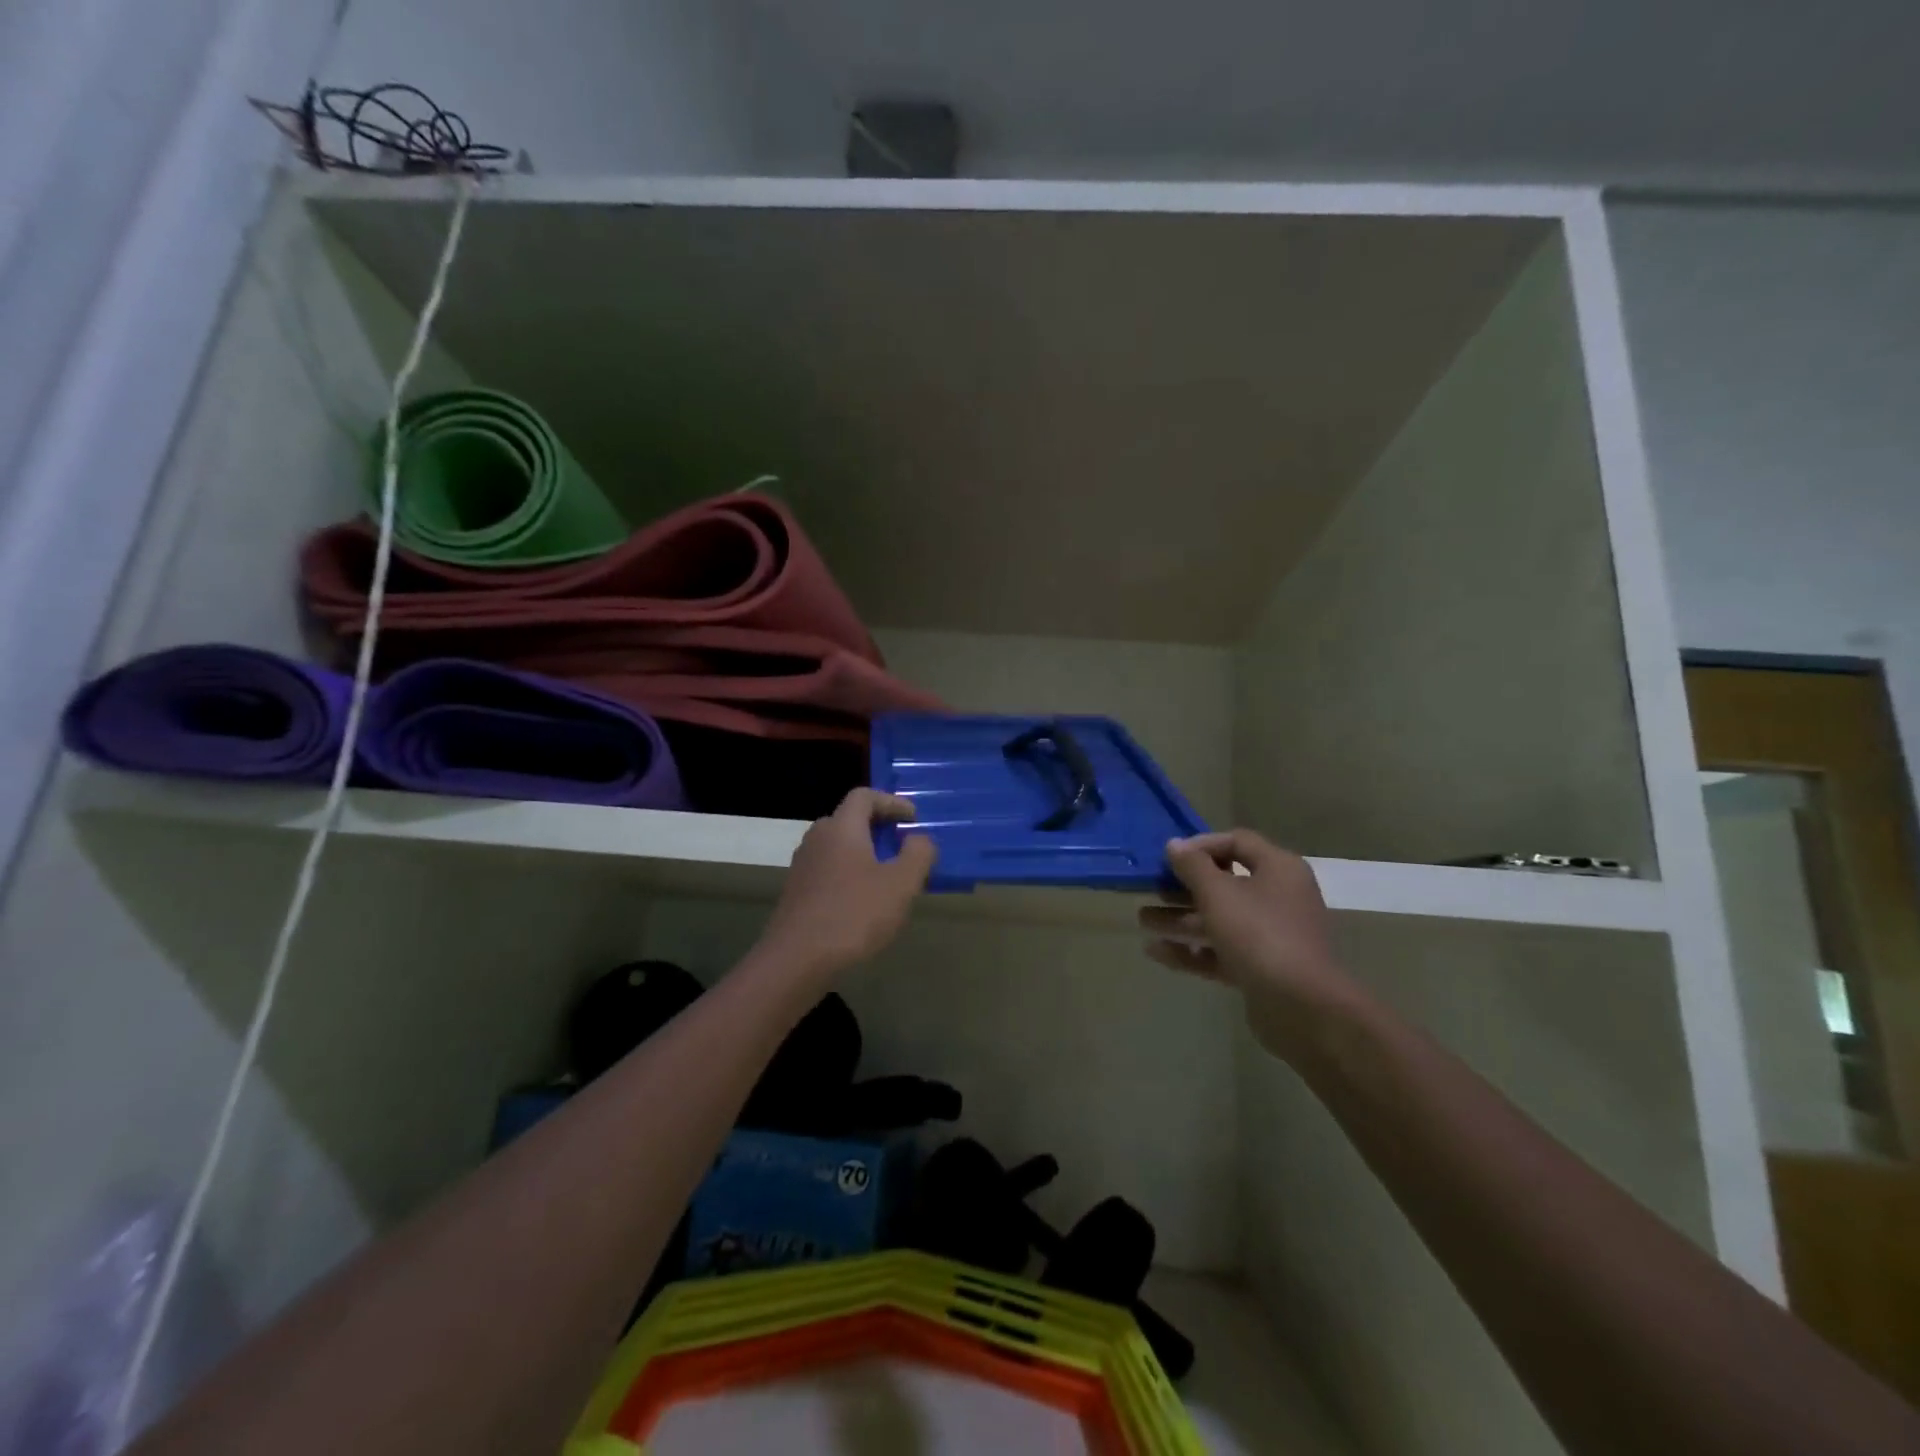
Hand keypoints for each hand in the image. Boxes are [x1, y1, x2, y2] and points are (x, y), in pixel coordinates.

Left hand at [759, 788, 936, 979]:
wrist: (796, 960)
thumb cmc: (854, 915)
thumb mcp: (901, 884)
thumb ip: (918, 854)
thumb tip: (919, 839)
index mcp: (841, 828)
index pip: (864, 796)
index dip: (892, 801)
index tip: (913, 819)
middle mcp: (817, 838)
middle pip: (849, 820)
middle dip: (878, 829)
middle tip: (902, 847)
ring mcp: (802, 866)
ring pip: (838, 847)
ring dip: (864, 854)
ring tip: (887, 878)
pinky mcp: (796, 892)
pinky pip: (828, 870)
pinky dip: (849, 874)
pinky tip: (863, 902)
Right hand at [1138, 830, 1354, 1057]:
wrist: (1303, 1008)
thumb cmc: (1260, 934)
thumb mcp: (1218, 893)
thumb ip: (1193, 866)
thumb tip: (1174, 844)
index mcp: (1278, 869)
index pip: (1237, 842)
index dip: (1201, 845)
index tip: (1168, 856)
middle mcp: (1278, 897)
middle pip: (1224, 883)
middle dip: (1183, 887)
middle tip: (1150, 889)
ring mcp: (1271, 936)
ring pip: (1219, 920)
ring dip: (1180, 919)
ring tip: (1142, 920)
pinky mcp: (1261, 969)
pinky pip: (1221, 951)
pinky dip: (1191, 950)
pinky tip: (1155, 951)